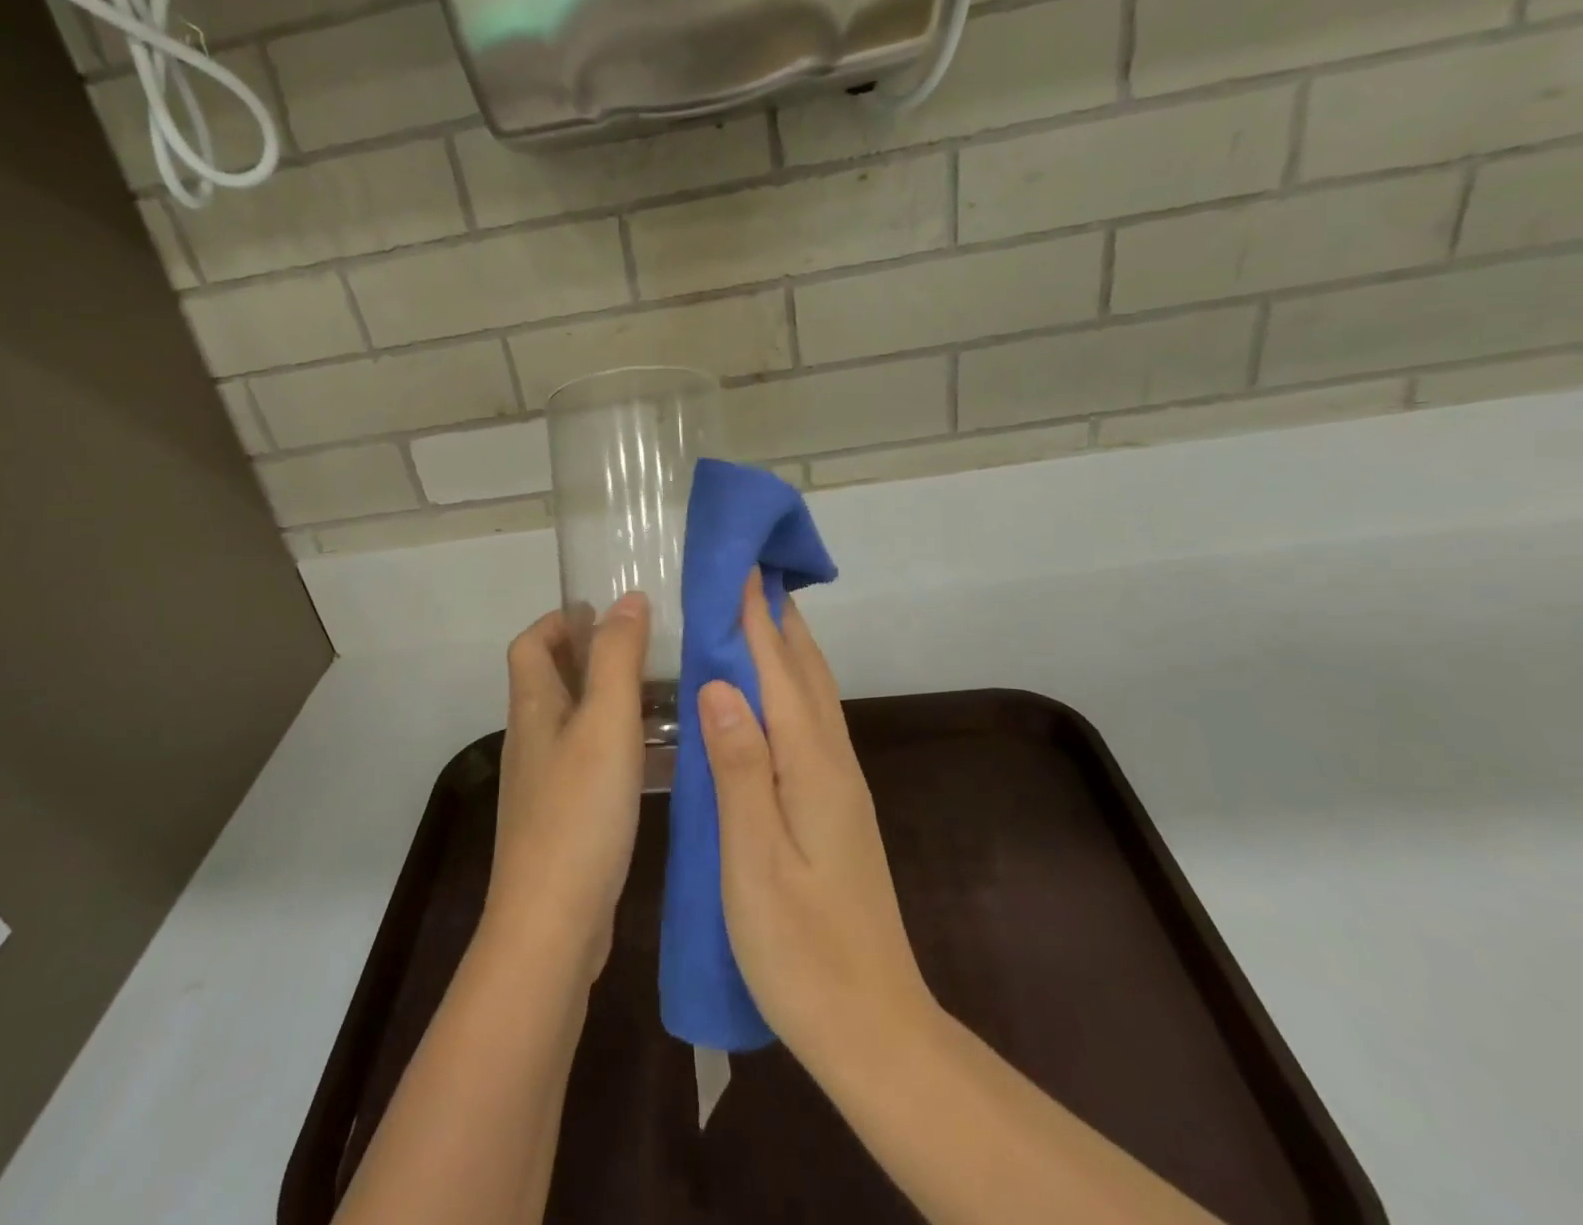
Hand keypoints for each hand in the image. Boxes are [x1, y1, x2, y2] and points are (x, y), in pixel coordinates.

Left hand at [483, 594, 649, 985]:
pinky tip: (645, 756)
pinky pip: (582, 759)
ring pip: (568, 721)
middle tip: (638, 648)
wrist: (551, 925)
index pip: (530, 645)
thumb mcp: (606, 723)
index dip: (558, 620)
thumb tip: (627, 599)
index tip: (598, 610)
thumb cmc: (579, 811)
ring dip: (600, 697)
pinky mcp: (560, 819)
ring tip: (653, 694)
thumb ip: (617, 658)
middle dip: (584, 654)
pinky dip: (608, 741)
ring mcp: (542, 783)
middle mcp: (530, 740)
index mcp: (533, 709)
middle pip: (547, 680)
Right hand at [698, 575, 931, 1073]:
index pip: (778, 670)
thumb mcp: (754, 860)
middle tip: (748, 573)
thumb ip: (738, 767)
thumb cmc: (802, 950)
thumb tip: (719, 684)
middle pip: (805, 671)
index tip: (739, 565)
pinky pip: (811, 721)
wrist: (875, 1029)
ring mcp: (840, 785)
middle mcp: (833, 762)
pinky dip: (791, 685)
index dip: (755, 617)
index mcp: (811, 766)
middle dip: (778, 618)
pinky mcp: (836, 806)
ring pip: (813, 694)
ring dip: (788, 646)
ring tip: (757, 613)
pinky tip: (772, 691)